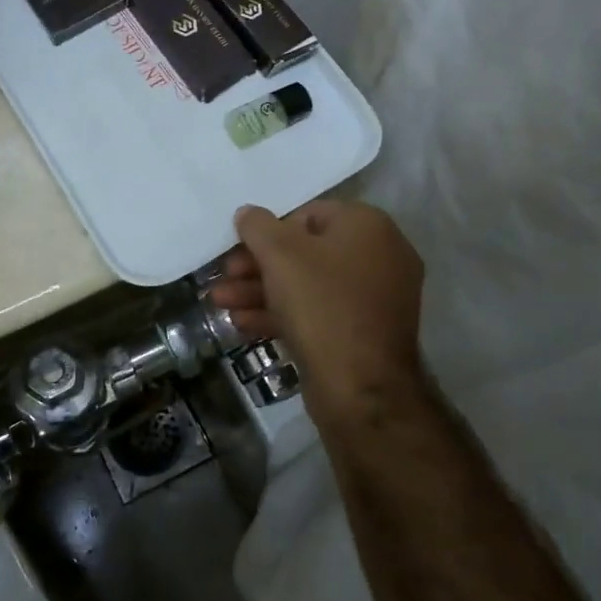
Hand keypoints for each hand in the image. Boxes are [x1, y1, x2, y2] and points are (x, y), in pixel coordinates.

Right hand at [209, 200, 425, 420]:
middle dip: (257, 266)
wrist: (361, 388)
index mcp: (368, 227)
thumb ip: (258, 226)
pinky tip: (242, 324)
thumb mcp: (280, 255)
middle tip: (224, 277)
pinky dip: (283, 314)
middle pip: (305, 253)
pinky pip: (319, 313)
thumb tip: (248, 213)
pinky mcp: (363, 334)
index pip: (309, 214)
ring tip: (220, 304)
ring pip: (308, 286)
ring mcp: (374, 299)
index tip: (238, 247)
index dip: (268, 230)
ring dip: (261, 292)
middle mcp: (379, 257)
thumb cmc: (321, 305)